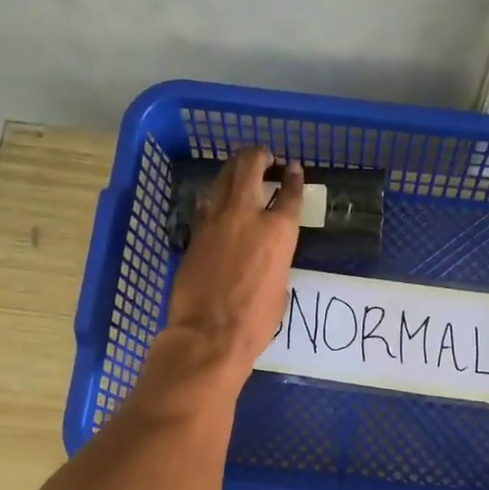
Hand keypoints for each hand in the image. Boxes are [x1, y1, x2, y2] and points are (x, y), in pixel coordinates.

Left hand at [165, 147, 302, 378]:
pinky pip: (205, 202)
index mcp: (278, 232)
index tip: (293, 169)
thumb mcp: (279, 289)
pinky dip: (213, 195)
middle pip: (250, 168)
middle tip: (264, 156)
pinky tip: (215, 197)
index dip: (294, 178)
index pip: (290, 194)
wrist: (209, 334)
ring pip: (223, 178)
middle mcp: (247, 216)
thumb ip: (276, 262)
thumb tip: (266, 257)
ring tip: (240, 169)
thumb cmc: (254, 321)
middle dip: (258, 156)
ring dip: (234, 169)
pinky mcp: (194, 232)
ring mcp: (216, 221)